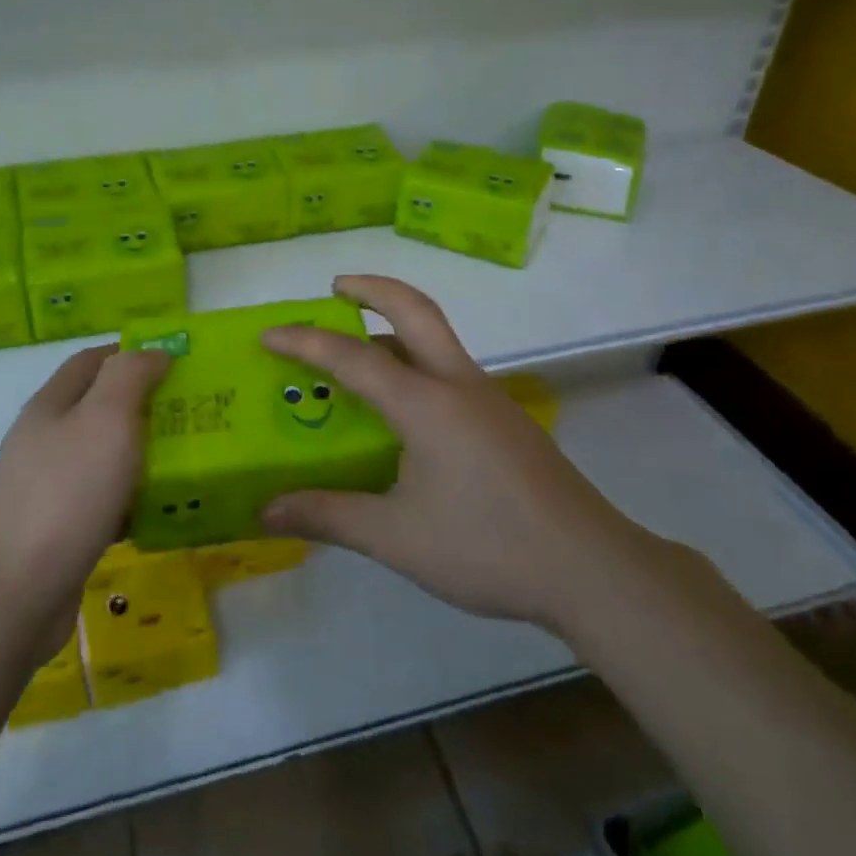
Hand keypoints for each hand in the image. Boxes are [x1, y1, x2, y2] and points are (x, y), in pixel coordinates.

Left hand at [0, 345, 170, 644]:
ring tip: (186, 460)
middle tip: (192, 413)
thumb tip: (153, 352)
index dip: (132, 353)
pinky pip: (101, 501)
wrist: (15, 595)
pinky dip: (130, 498)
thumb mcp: (106, 419)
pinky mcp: (55, 530)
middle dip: (143, 405)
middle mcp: (43, 440)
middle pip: (97, 408)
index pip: (92, 360)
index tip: (177, 363)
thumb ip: (130, 376)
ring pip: (102, 456)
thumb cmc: (67, 494)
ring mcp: (45, 487)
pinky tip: (158, 511)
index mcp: (51, 405)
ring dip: (140, 453)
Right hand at [260, 275, 640, 628]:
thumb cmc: (487, 547)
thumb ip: (329, 515)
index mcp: (426, 404)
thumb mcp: (396, 537)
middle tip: (335, 287)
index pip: (354, 357)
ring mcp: (488, 400)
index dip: (305, 342)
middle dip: (373, 289)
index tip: (267, 334)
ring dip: (395, 326)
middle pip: (415, 311)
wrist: (590, 568)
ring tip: (358, 347)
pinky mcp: (504, 422)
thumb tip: (265, 510)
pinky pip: (449, 371)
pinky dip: (415, 362)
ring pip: (436, 339)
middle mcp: (458, 385)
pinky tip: (403, 409)